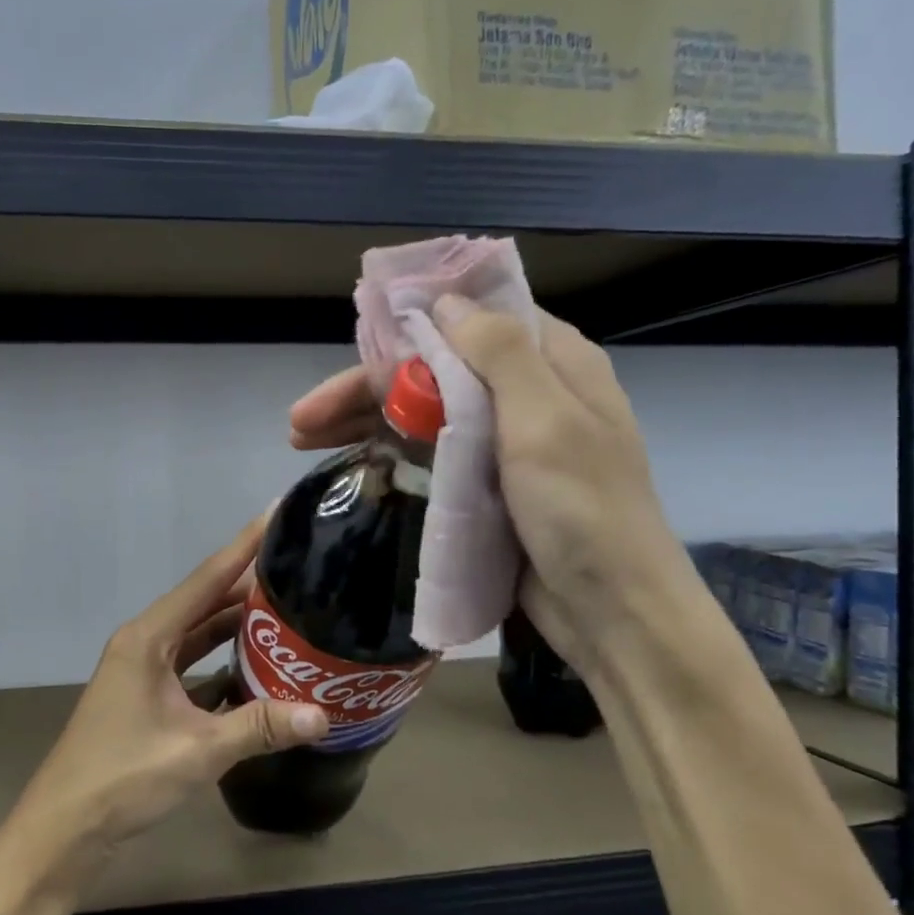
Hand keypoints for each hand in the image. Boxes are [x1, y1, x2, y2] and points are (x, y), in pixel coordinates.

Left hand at [0, 517, 329, 897]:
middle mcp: (144, 642)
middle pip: (204, 601)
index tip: (277, 513)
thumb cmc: (121, 778)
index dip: (243, 545)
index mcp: (148, 638)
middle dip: (248, 583)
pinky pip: (192, 661)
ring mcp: (142, 669)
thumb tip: (323, 714)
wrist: (63, 831)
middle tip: (299, 566)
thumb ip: (259, 728)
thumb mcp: (197, 752)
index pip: (206, 579)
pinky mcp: (146, 696)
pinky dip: (222, 657)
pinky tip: (257, 662)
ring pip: (198, 633)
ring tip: (287, 607)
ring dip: (236, 622)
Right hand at [289, 301, 691, 670]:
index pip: (471, 321)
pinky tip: (351, 461)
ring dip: (366, 421)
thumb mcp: (546, 421)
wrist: (610, 611)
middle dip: (366, 388)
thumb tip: (446, 303)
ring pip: (424, 413)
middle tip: (302, 418)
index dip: (411, 325)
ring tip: (302, 440)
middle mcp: (526, 394)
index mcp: (552, 364)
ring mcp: (503, 444)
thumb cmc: (585, 510)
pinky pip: (431, 455)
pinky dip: (389, 453)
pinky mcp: (486, 486)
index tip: (357, 338)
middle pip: (432, 372)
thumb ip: (498, 353)